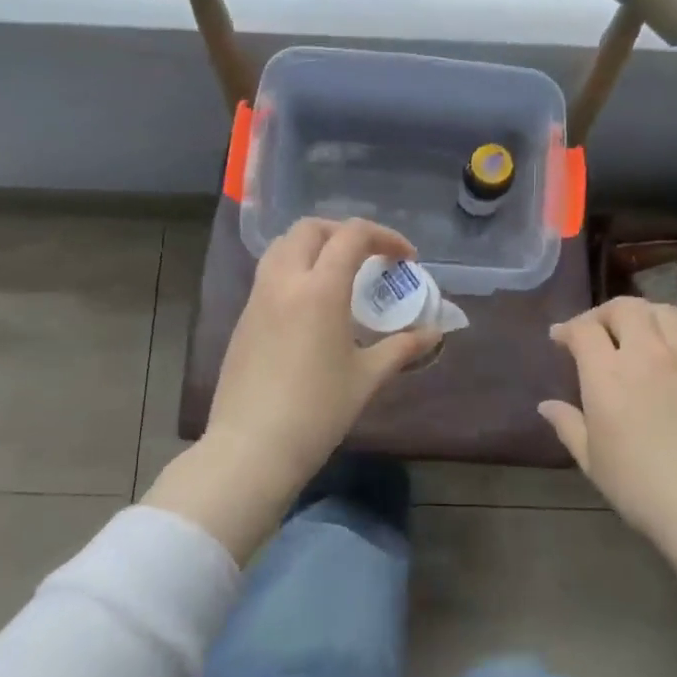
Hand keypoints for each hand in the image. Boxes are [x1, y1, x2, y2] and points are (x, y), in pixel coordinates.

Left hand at [207, 217, 439, 494]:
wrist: (252, 447)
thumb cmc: (317, 411)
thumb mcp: (366, 377)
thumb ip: (402, 348)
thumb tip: (434, 334)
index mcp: (319, 288)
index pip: (352, 235)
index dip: (385, 237)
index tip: (405, 259)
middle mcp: (284, 281)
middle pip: (311, 229)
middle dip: (344, 232)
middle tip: (368, 257)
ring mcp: (257, 298)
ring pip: (283, 247)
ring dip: (314, 246)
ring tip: (338, 273)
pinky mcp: (243, 319)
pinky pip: (269, 274)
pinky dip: (294, 270)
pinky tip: (310, 305)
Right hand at [539, 298, 676, 549]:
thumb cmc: (643, 489)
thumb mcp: (593, 461)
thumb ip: (568, 425)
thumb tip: (546, 405)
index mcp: (608, 374)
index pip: (583, 329)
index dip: (567, 329)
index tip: (559, 339)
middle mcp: (647, 352)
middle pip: (624, 307)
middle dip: (604, 314)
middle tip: (597, 332)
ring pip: (663, 311)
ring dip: (643, 317)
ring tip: (638, 335)